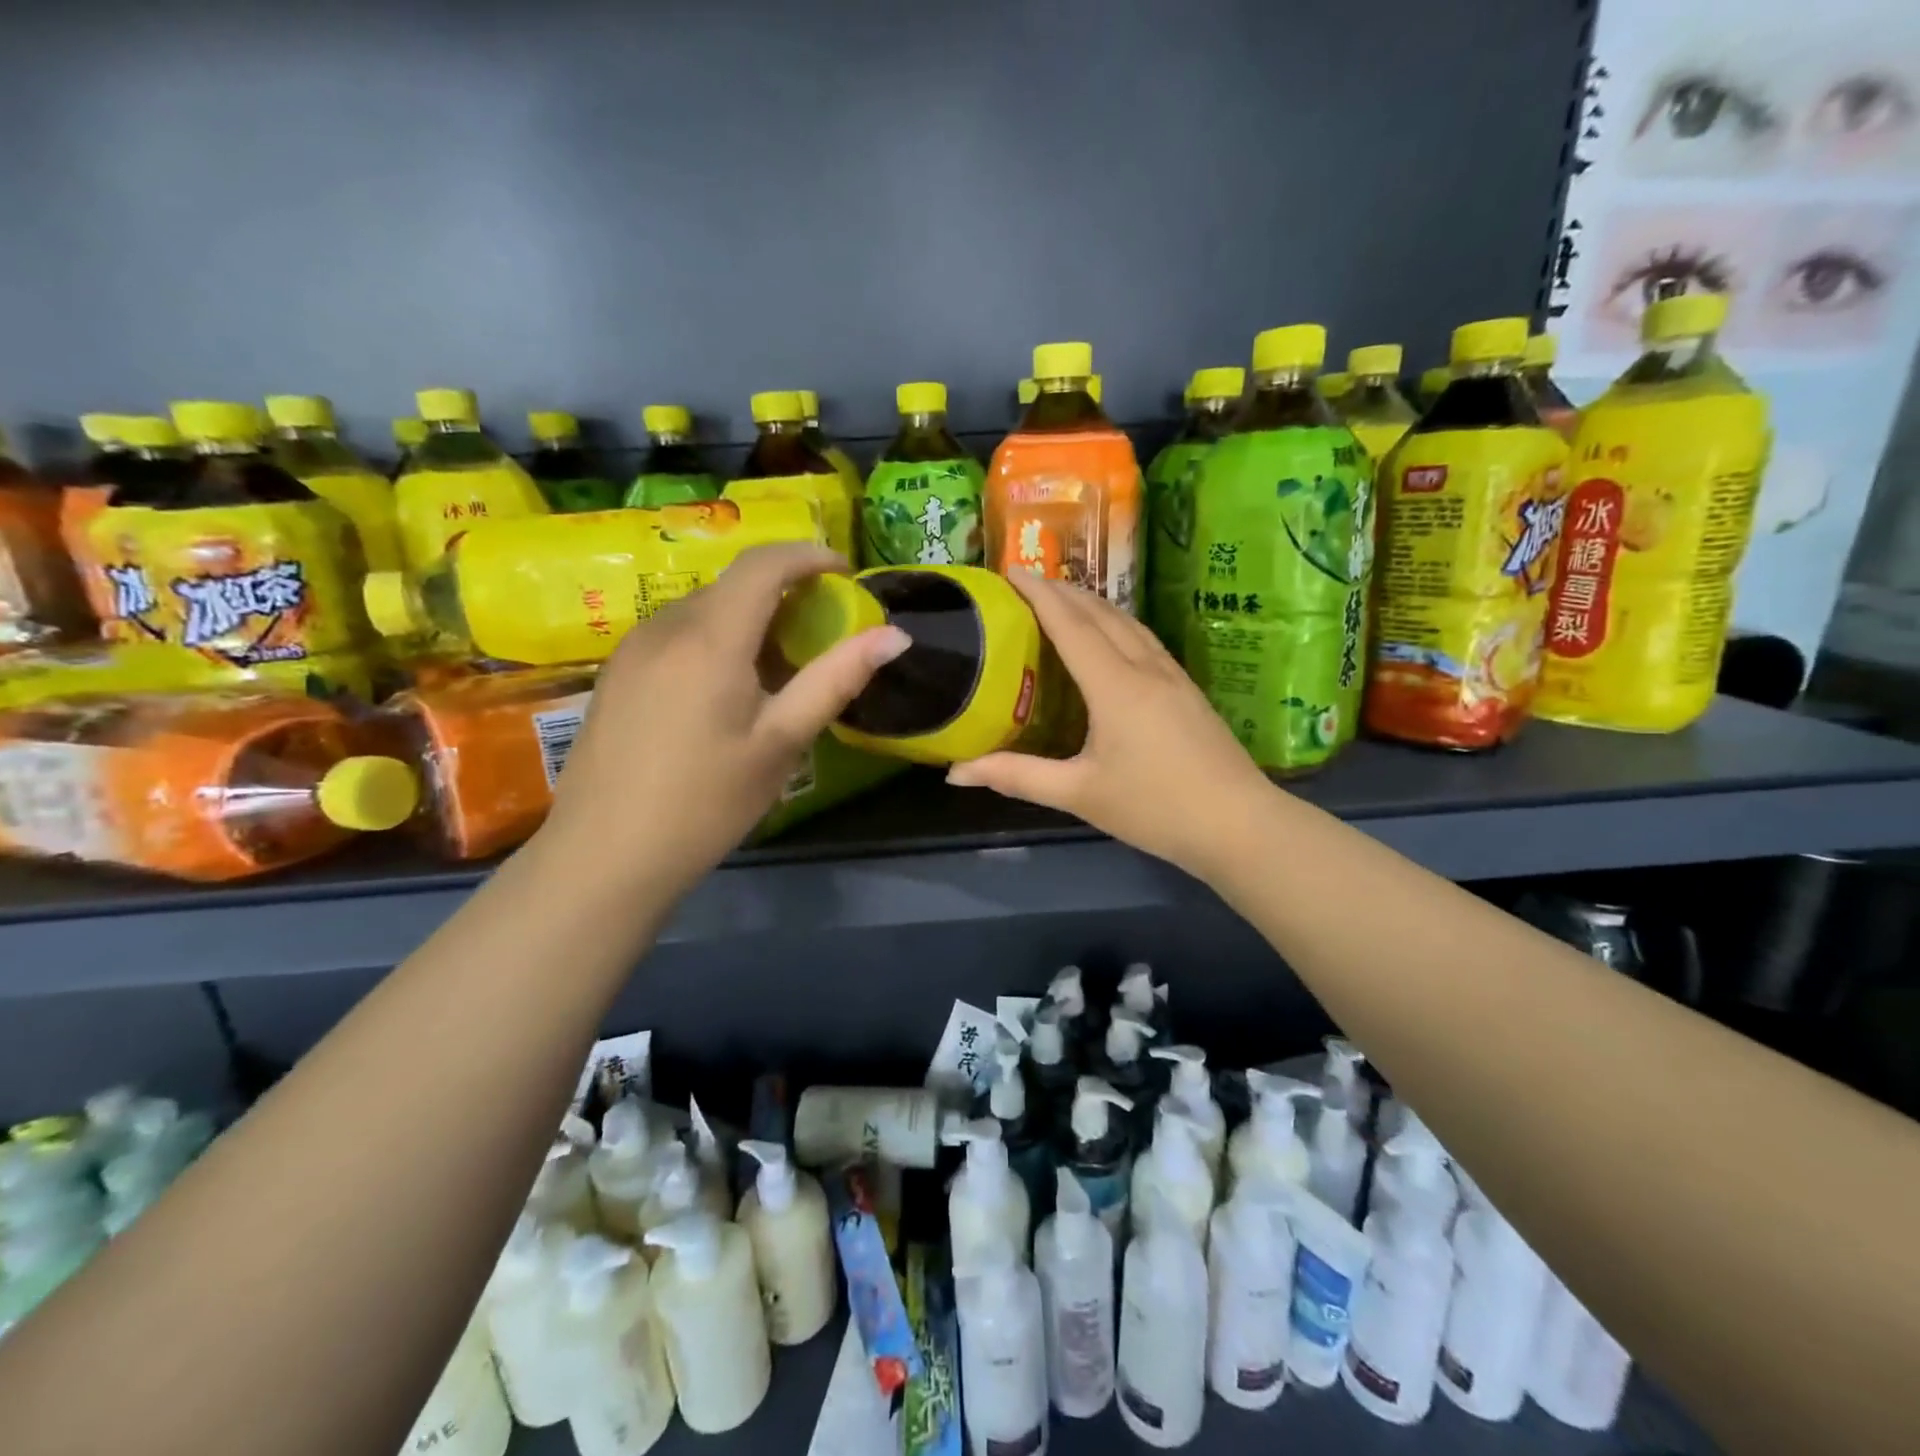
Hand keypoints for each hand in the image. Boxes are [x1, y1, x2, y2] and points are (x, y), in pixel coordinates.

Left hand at [541, 543, 909, 900]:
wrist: (605, 855)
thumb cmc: (706, 801)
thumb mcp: (782, 742)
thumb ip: (836, 679)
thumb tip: (894, 636)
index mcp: (710, 638)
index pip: (763, 564)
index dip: (809, 556)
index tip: (845, 574)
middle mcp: (665, 627)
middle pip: (734, 585)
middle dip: (784, 592)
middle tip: (821, 633)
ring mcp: (633, 648)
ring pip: (704, 610)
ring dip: (749, 619)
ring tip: (778, 668)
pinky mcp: (617, 673)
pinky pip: (678, 635)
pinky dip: (716, 640)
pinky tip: (727, 691)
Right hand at [946, 573, 1275, 881]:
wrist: (1240, 824)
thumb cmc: (1155, 808)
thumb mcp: (1079, 793)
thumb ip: (1017, 777)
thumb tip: (955, 773)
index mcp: (1115, 685)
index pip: (1071, 625)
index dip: (1039, 595)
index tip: (1011, 569)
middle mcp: (1145, 668)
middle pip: (1101, 614)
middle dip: (1063, 591)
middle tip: (1029, 582)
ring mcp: (1173, 676)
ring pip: (1129, 623)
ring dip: (1093, 604)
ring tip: (1065, 600)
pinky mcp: (1188, 691)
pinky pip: (1145, 640)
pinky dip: (1117, 624)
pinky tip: (1113, 637)